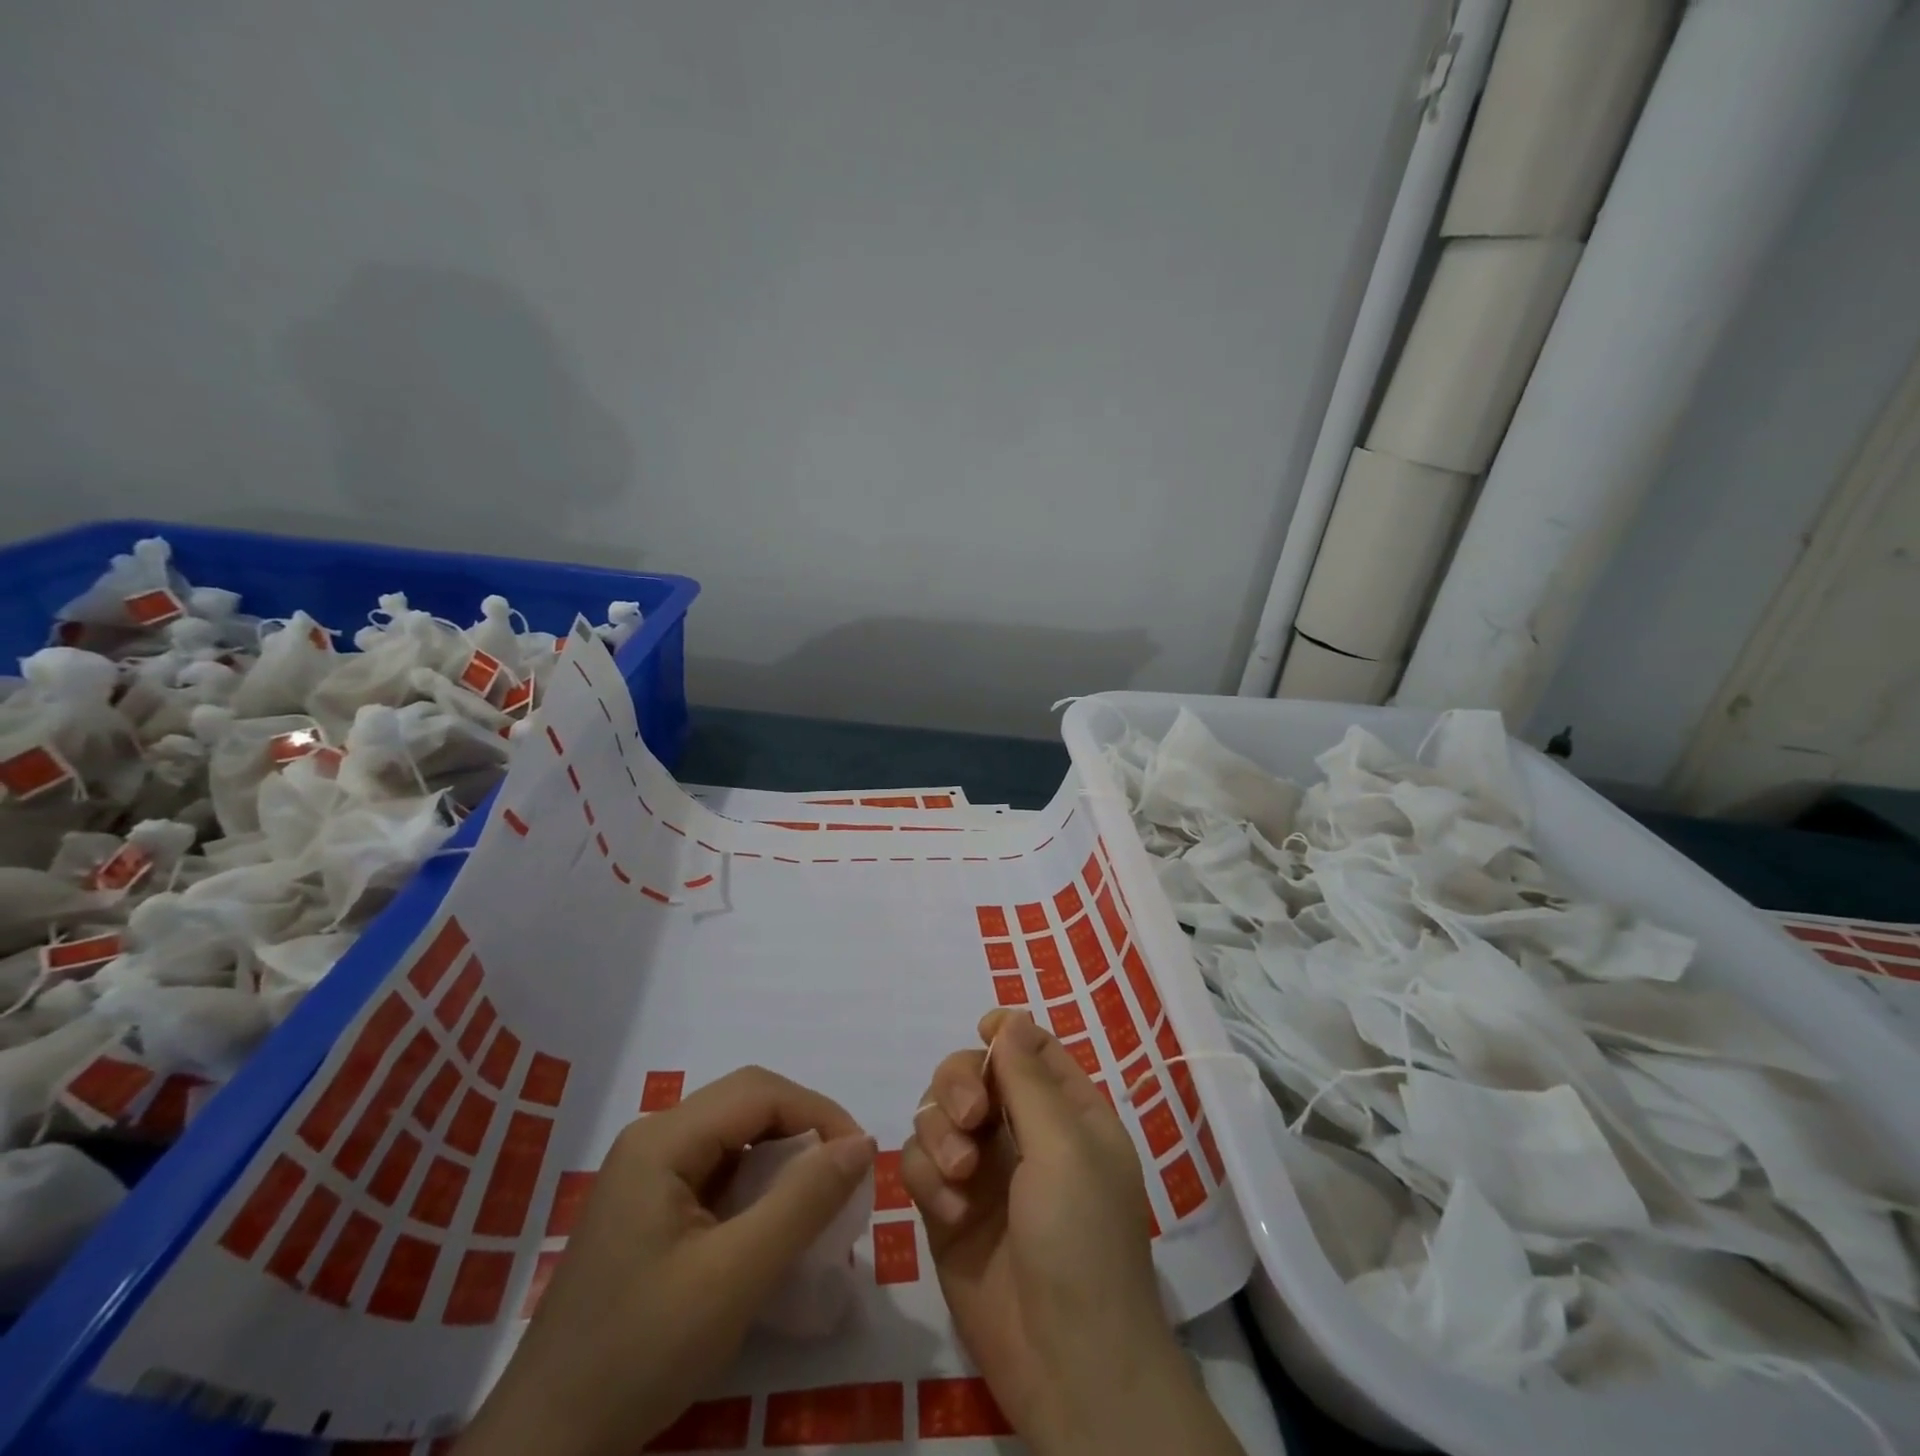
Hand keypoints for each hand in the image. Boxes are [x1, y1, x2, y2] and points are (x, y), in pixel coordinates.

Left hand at [457, 1066, 875, 1455]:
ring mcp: (645, 1172)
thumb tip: (862, 1143)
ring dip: (782, 1154)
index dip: (818, 1112)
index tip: (861, 1157)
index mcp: (662, 1139)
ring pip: (733, 1133)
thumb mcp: (735, 1277)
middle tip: (844, 1173)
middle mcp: (652, 1138)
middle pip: (745, 1103)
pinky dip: (756, 1182)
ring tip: (818, 1196)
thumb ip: (803, 1201)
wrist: (545, 1447)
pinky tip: (772, 1220)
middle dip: (803, 1127)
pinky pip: (716, 1168)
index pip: (759, 1092)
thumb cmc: (641, 1353)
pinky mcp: (647, 1205)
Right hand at [905, 1010, 1243, 1455]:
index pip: (1029, 1049)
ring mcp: (981, 1171)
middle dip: (960, 1084)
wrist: (1065, 1360)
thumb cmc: (1081, 1239)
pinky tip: (949, 1211)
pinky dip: (927, 1178)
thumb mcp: (1065, 1147)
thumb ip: (1029, 1078)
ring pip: (937, 1113)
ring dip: (940, 1133)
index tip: (982, 1032)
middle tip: (970, 1118)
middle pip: (971, 1073)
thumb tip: (1011, 1016)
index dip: (1003, 1034)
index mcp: (1065, 1112)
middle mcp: (1022, 1133)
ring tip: (960, 1176)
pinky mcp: (946, 1209)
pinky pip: (918, 1164)